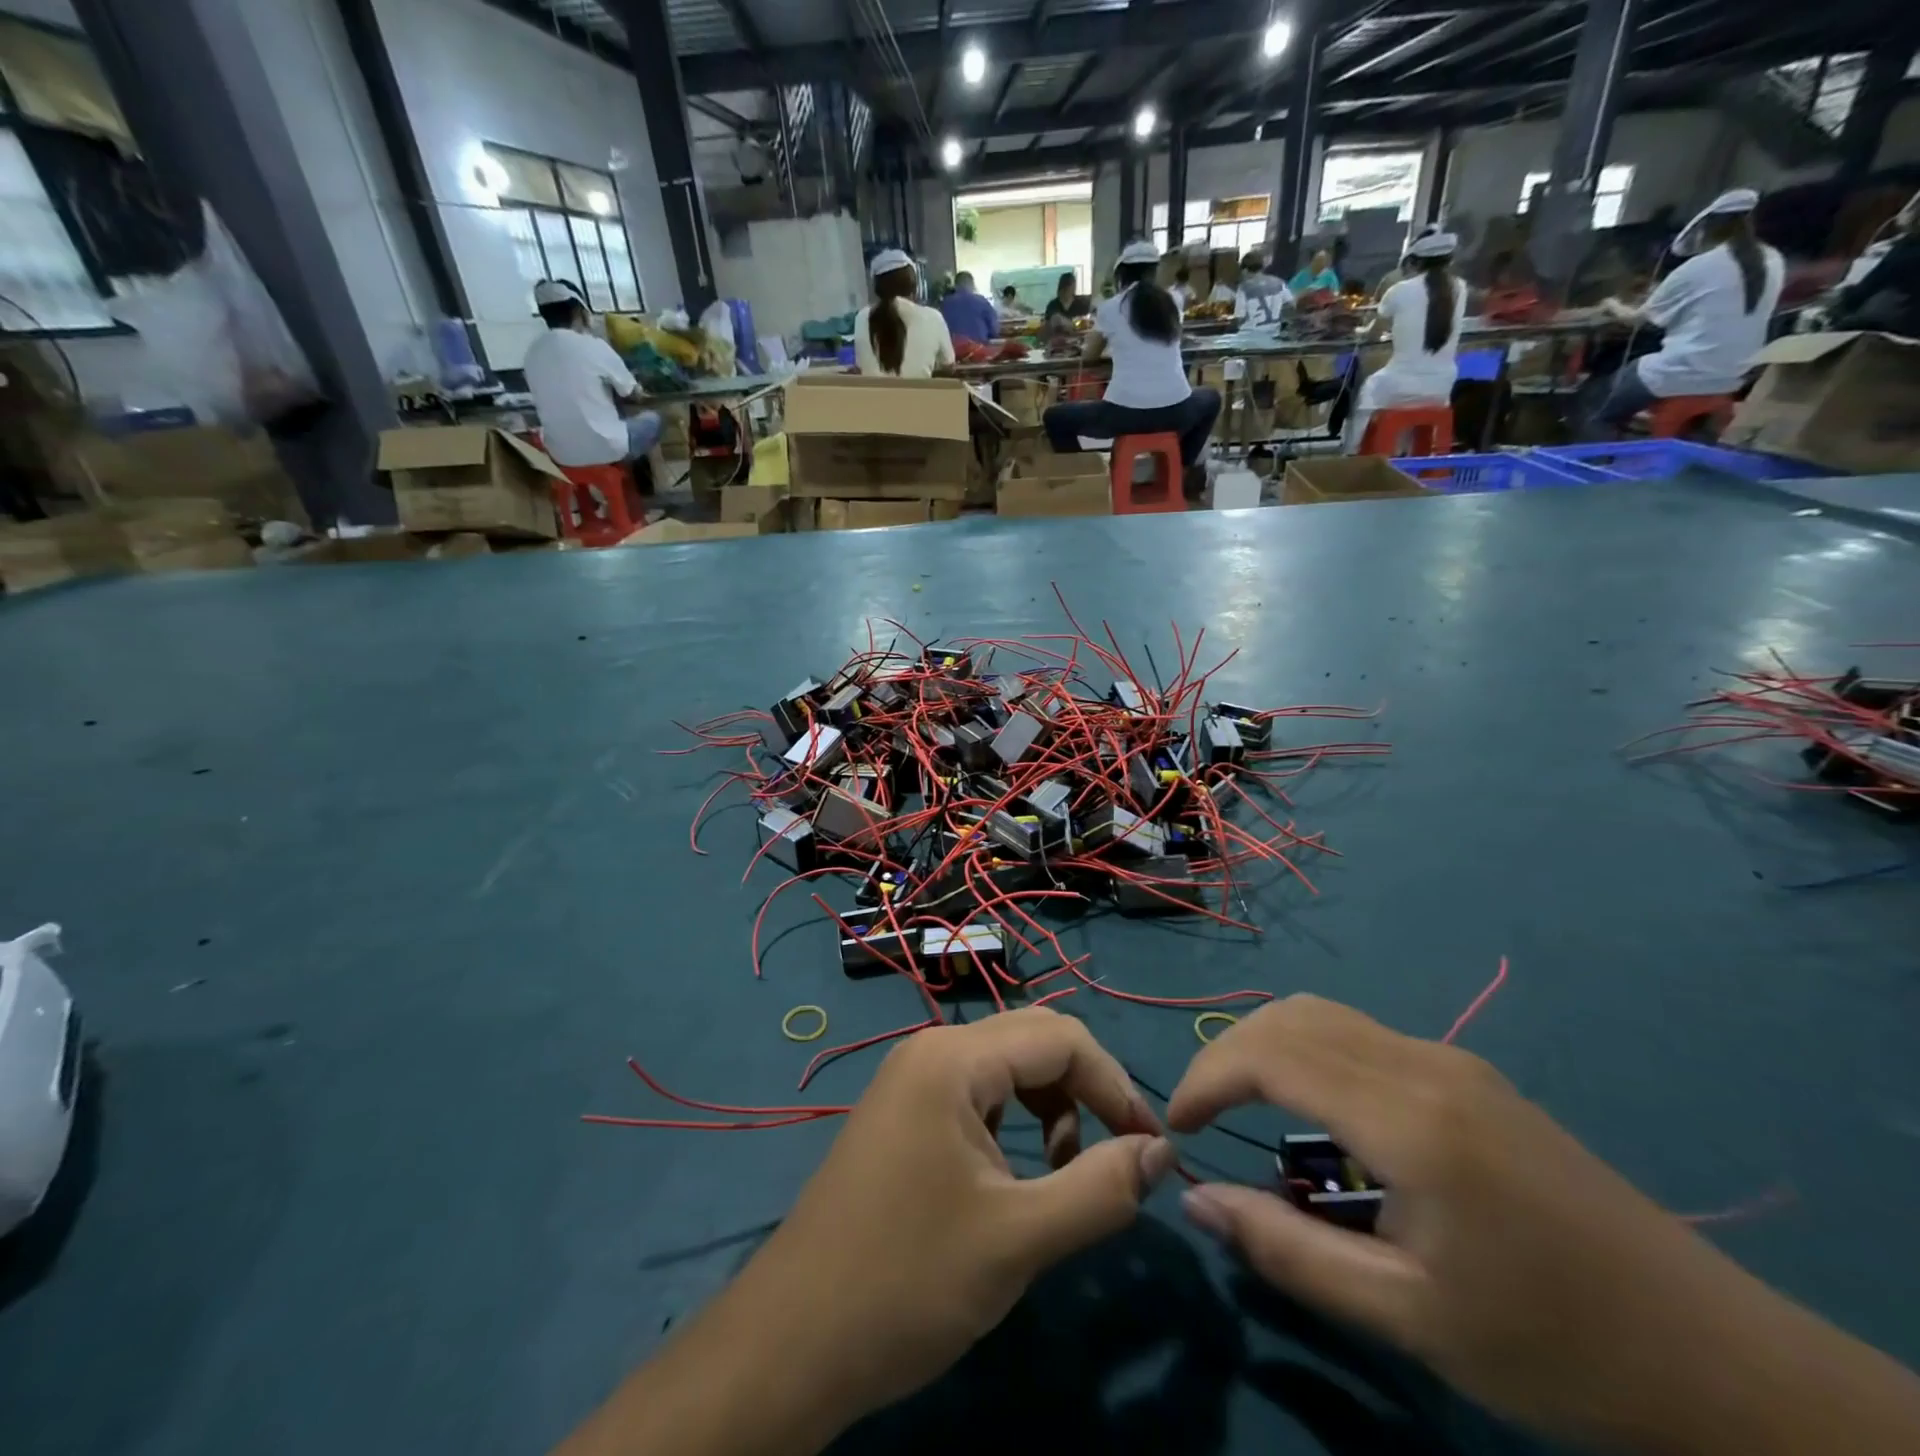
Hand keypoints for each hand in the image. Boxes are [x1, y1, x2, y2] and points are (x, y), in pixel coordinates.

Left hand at [558, 1008, 1174, 1455]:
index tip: (1151, 1148)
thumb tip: (1163, 1151)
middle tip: (1117, 1153)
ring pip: (1005, 1067)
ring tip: (1065, 1171)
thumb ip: (1100, 1188)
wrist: (792, 1341)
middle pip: (1033, 1041)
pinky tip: (1015, 1174)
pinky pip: (975, 1093)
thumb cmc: (907, 1281)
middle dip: (1085, 1089)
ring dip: (1050, 1106)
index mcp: (953, 1058)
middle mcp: (931, 1049)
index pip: (1061, 1037)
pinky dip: (1013, 1120)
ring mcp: (911, 1079)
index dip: (1115, 1085)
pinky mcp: (903, 1112)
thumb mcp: (1018, 1239)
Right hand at [1167, 996, 1919, 1453]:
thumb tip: (1195, 1201)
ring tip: (1242, 1105)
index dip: (1206, 1077)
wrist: (1717, 1357)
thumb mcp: (1409, 1317)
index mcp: (1409, 1119)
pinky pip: (1359, 1034)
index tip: (1177, 1125)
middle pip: (1290, 1015)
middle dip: (1227, 1054)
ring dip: (1265, 1045)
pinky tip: (1314, 1112)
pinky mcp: (1467, 1073)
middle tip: (1201, 1113)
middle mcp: (1423, 1064)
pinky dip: (1306, 1051)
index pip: (1270, 1053)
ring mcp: (1450, 1060)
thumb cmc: (1553, 1346)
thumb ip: (1289, 1253)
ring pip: (1323, 1013)